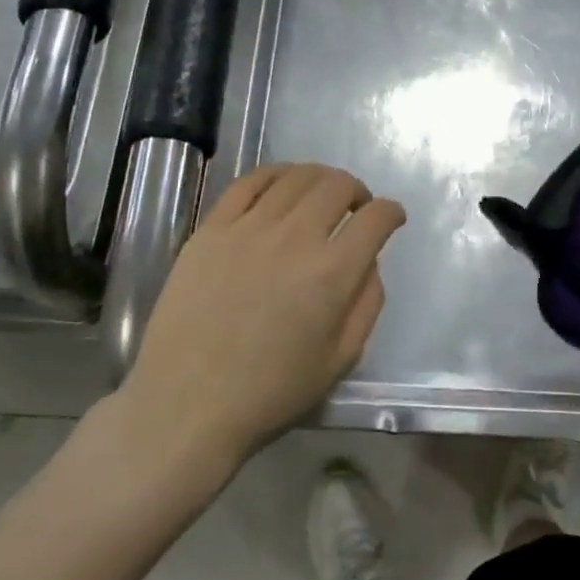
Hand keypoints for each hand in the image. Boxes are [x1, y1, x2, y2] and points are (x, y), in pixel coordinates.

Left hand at [110, 164, 405, 481]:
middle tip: (357, 208)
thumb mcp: (341, 360)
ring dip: (320, 178)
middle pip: (338, 186)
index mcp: (332, 273)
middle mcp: (294, 238)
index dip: (392, 212)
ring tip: (321, 195)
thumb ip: (367, 303)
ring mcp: (248, 228)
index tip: (392, 218)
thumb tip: (368, 262)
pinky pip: (249, 182)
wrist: (186, 404)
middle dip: (358, 191)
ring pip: (296, 177)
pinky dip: (275, 175)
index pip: (376, 218)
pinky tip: (281, 186)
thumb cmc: (270, 391)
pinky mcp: (211, 229)